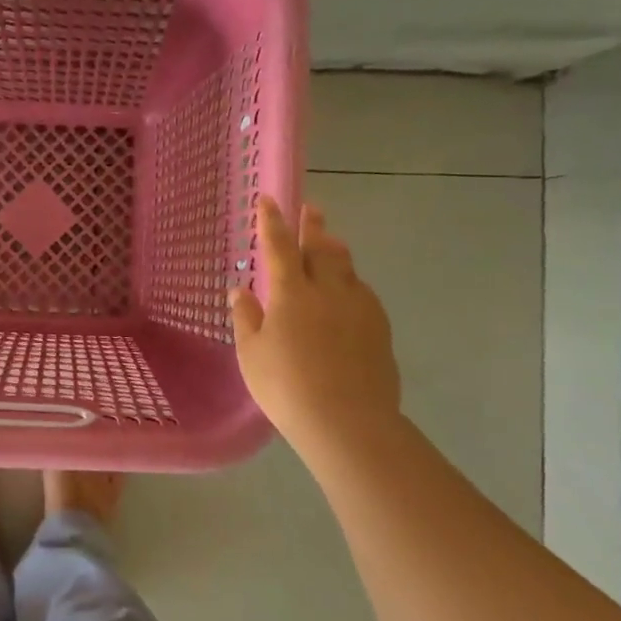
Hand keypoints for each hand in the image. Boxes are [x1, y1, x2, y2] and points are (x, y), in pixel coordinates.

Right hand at [230, 196, 400, 450]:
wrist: (348, 421)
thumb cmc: (287, 387)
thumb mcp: (251, 354)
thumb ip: (246, 317)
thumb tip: (240, 289)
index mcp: (292, 292)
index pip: (279, 246)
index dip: (272, 222)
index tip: (268, 199)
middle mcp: (328, 290)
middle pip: (321, 247)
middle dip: (313, 226)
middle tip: (311, 209)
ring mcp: (359, 307)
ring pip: (347, 268)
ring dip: (335, 251)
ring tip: (330, 244)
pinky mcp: (380, 328)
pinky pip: (363, 293)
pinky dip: (350, 283)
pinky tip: (347, 295)